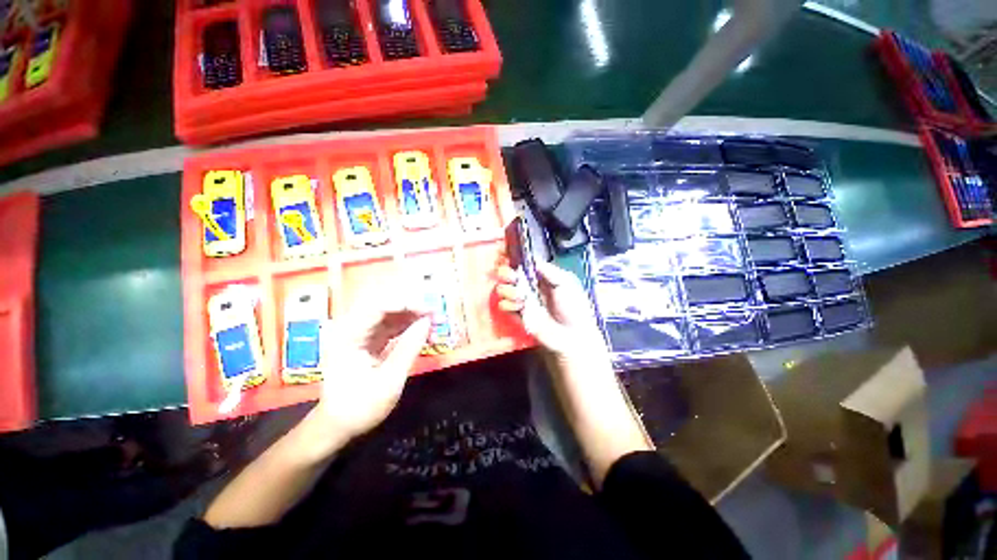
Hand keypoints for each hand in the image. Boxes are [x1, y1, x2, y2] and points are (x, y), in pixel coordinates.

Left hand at [299, 292, 431, 458]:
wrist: (338, 427)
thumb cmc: (360, 408)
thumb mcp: (389, 381)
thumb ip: (409, 348)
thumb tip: (428, 322)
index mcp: (349, 336)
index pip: (378, 306)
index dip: (406, 303)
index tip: (430, 311)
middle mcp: (353, 329)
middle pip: (386, 306)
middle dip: (413, 308)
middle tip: (436, 316)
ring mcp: (361, 334)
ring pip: (391, 315)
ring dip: (414, 317)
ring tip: (436, 324)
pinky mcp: (370, 341)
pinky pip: (392, 327)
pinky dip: (410, 328)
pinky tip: (425, 333)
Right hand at [496, 261, 610, 365]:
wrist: (572, 335)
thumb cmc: (573, 307)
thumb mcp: (565, 282)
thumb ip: (548, 270)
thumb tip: (531, 259)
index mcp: (540, 275)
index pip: (522, 262)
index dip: (512, 257)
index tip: (505, 254)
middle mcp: (528, 286)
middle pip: (507, 273)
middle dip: (506, 273)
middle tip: (512, 277)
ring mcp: (521, 300)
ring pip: (502, 289)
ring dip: (509, 290)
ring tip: (522, 297)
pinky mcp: (517, 315)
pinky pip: (503, 305)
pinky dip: (509, 304)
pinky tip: (520, 307)